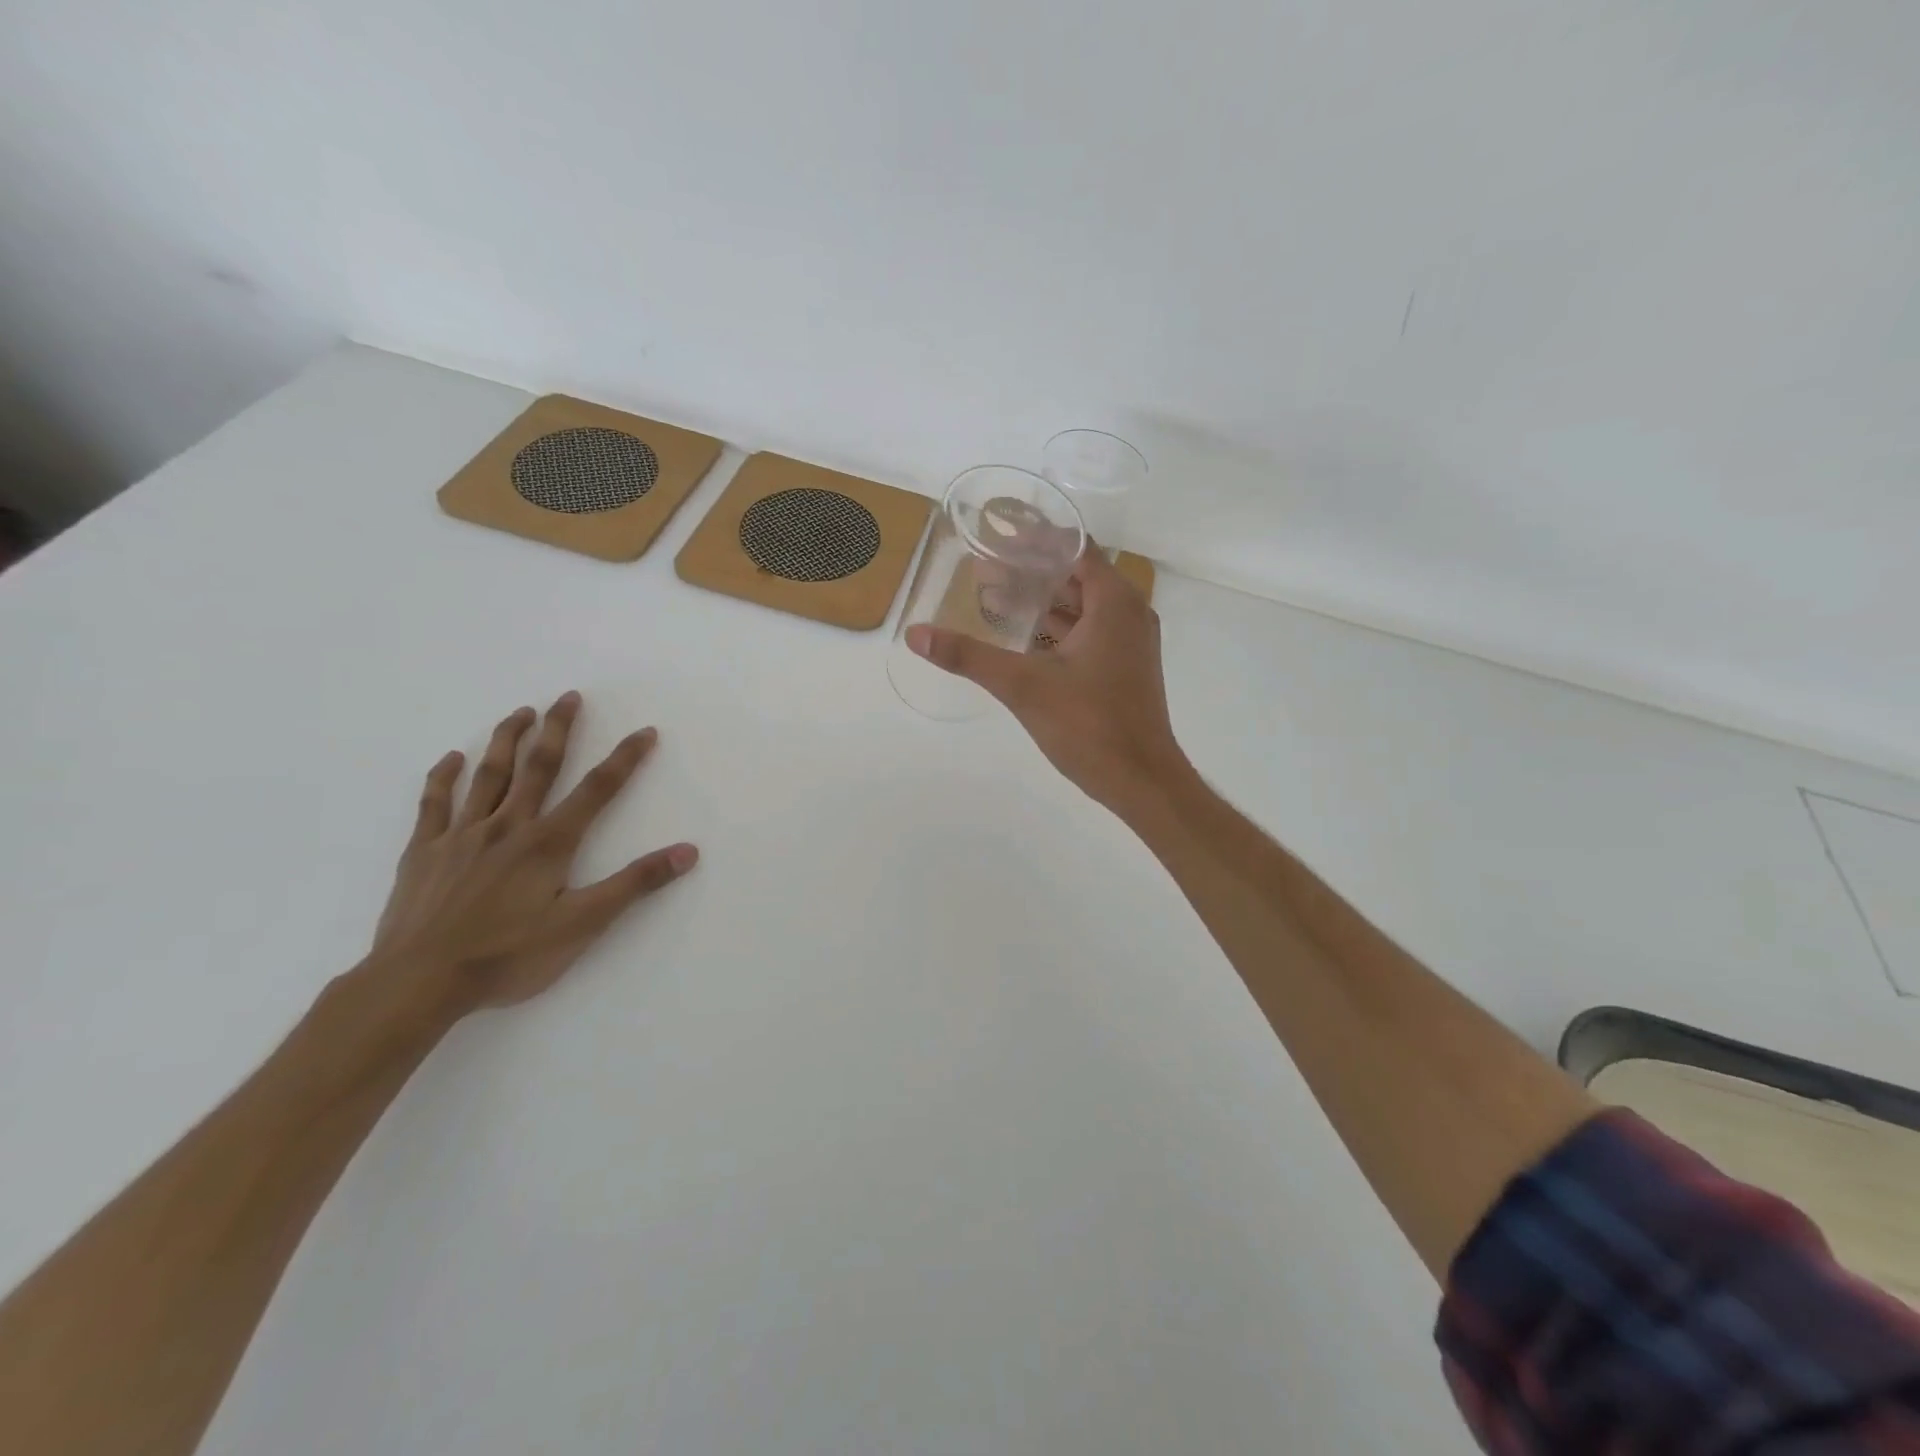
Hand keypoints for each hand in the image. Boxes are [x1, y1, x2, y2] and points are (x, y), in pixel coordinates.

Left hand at [371, 691, 697, 1013]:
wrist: (417, 984)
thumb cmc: (507, 956)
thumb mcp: (583, 924)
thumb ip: (635, 884)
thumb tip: (687, 852)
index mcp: (548, 843)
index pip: (598, 790)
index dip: (625, 759)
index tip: (645, 731)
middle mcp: (507, 827)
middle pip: (538, 768)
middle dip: (558, 730)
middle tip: (569, 697)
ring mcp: (461, 836)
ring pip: (488, 776)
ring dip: (507, 740)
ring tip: (521, 711)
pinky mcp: (424, 853)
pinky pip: (434, 804)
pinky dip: (443, 777)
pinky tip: (452, 758)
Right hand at [905, 550, 1188, 812]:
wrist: (1141, 781)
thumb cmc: (1089, 725)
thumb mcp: (1023, 686)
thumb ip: (969, 656)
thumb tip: (916, 634)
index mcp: (1114, 603)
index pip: (1074, 548)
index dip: (1035, 539)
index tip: (996, 535)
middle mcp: (1129, 613)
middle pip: (1076, 575)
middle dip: (1031, 571)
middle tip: (984, 569)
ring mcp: (1130, 643)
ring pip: (1082, 607)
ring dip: (1042, 601)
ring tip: (994, 598)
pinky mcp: (1124, 668)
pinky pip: (1089, 632)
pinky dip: (1057, 628)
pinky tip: (1022, 638)